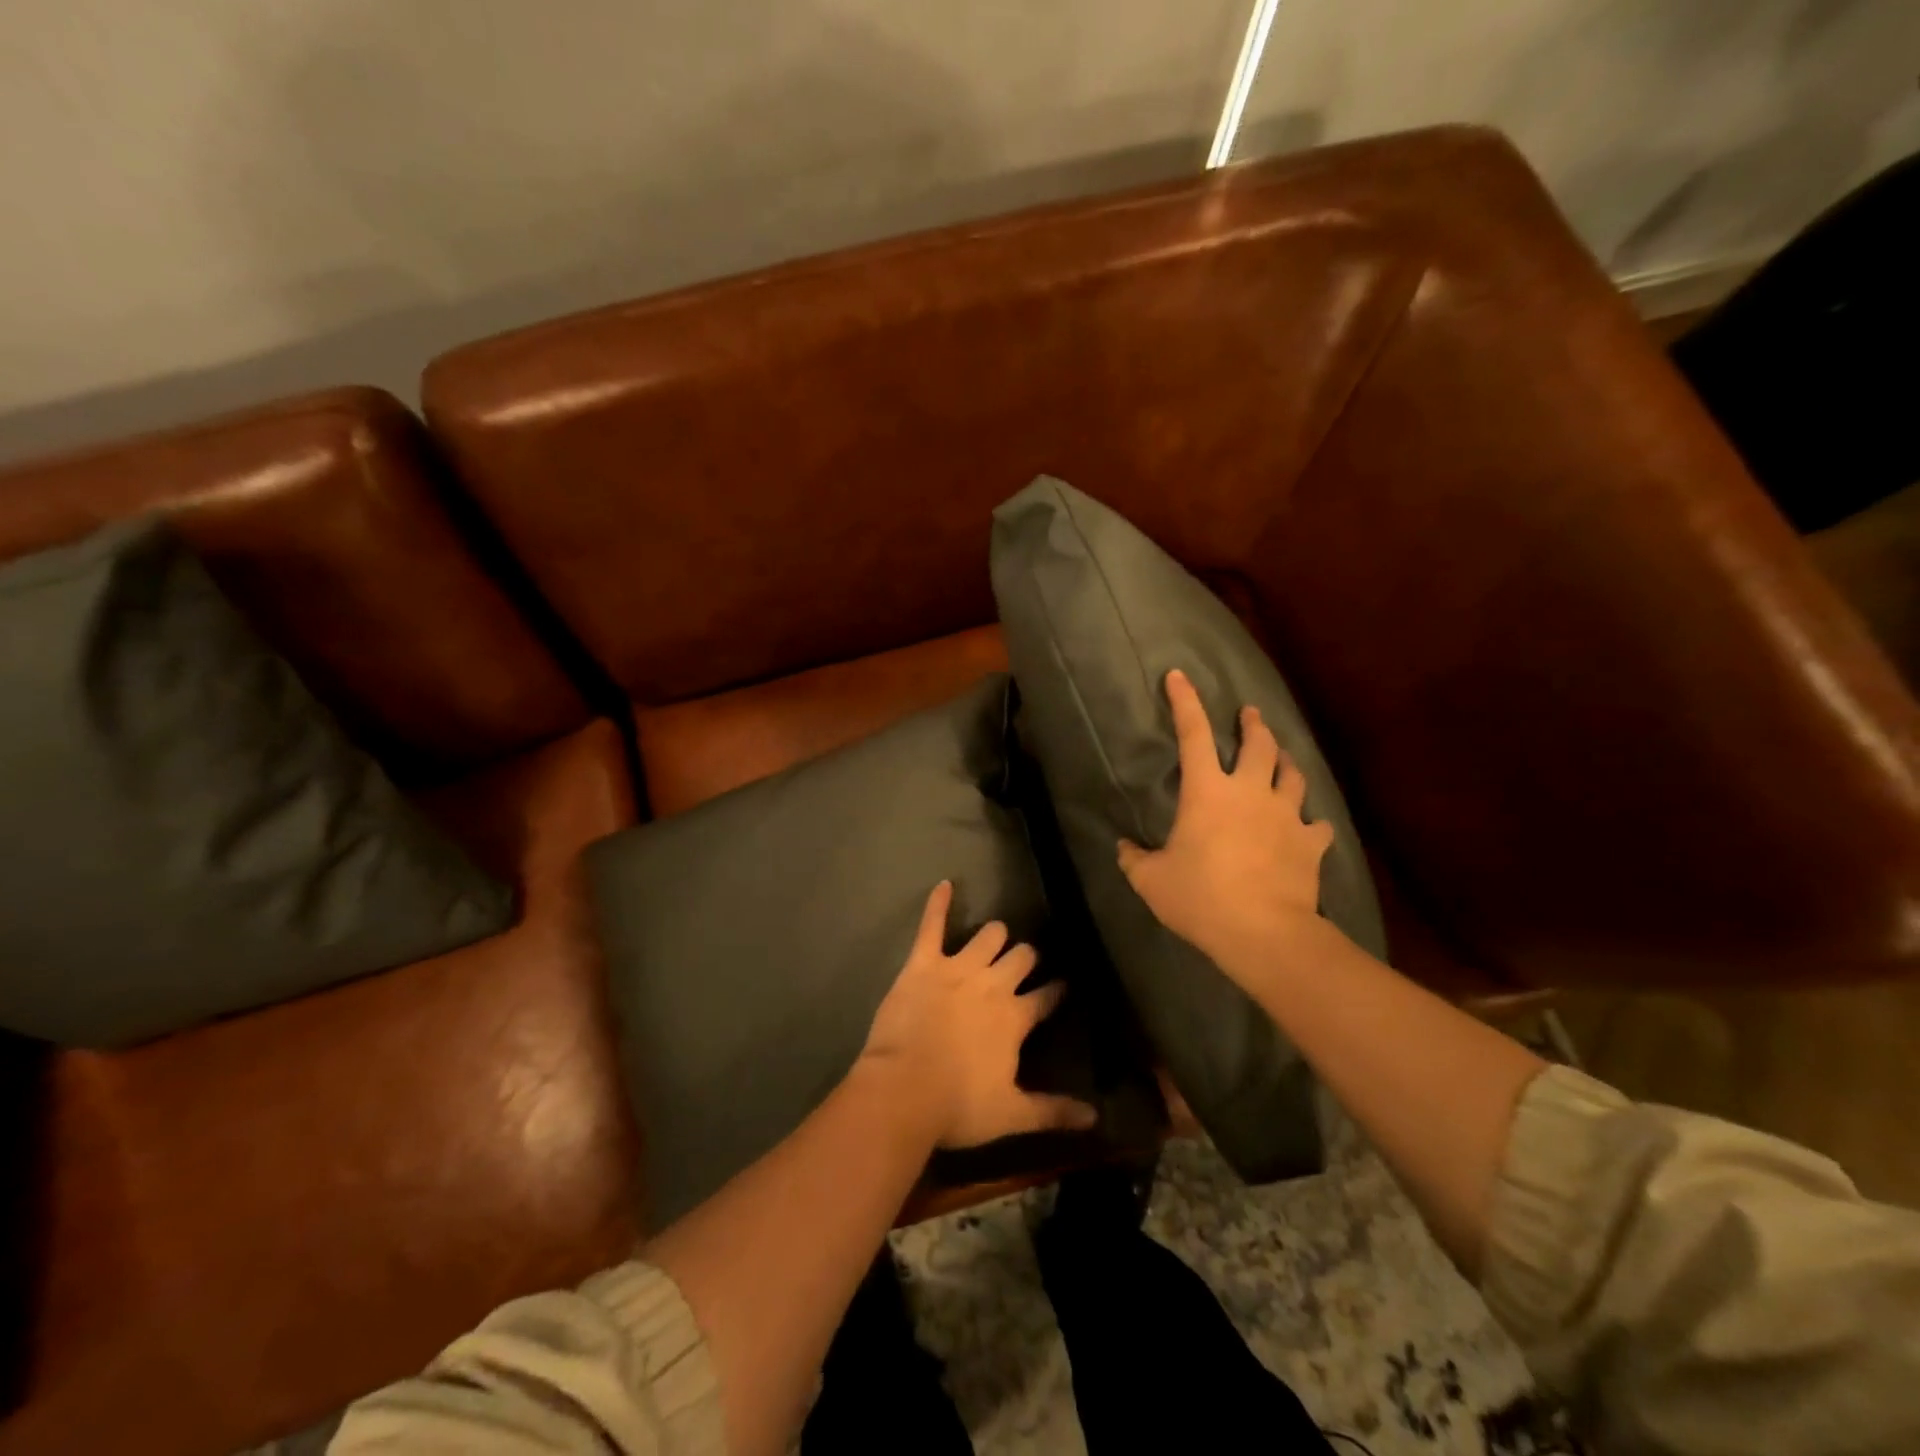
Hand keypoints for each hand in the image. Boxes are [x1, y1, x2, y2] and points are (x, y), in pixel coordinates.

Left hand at [858, 882, 1097, 1149]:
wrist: (902, 1091)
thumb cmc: (957, 1106)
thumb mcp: (1012, 1114)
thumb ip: (1054, 1111)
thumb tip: (1096, 1119)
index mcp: (1015, 1017)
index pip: (1047, 997)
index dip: (1056, 991)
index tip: (1063, 986)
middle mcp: (993, 984)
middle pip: (1021, 957)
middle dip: (1026, 957)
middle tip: (1023, 963)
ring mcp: (957, 969)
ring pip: (988, 935)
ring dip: (994, 936)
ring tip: (995, 937)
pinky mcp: (923, 963)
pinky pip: (933, 926)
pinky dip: (938, 904)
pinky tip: (944, 884)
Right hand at [1117, 669, 1335, 986]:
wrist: (1264, 932)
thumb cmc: (1201, 898)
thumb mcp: (1151, 881)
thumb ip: (1134, 859)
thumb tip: (1123, 847)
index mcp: (1208, 792)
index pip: (1193, 734)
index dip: (1185, 702)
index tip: (1178, 676)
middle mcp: (1251, 792)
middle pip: (1258, 744)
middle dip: (1252, 724)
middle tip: (1249, 715)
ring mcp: (1286, 815)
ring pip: (1293, 774)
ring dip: (1285, 762)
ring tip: (1281, 758)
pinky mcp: (1311, 843)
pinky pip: (1317, 824)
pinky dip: (1311, 822)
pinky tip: (1309, 827)